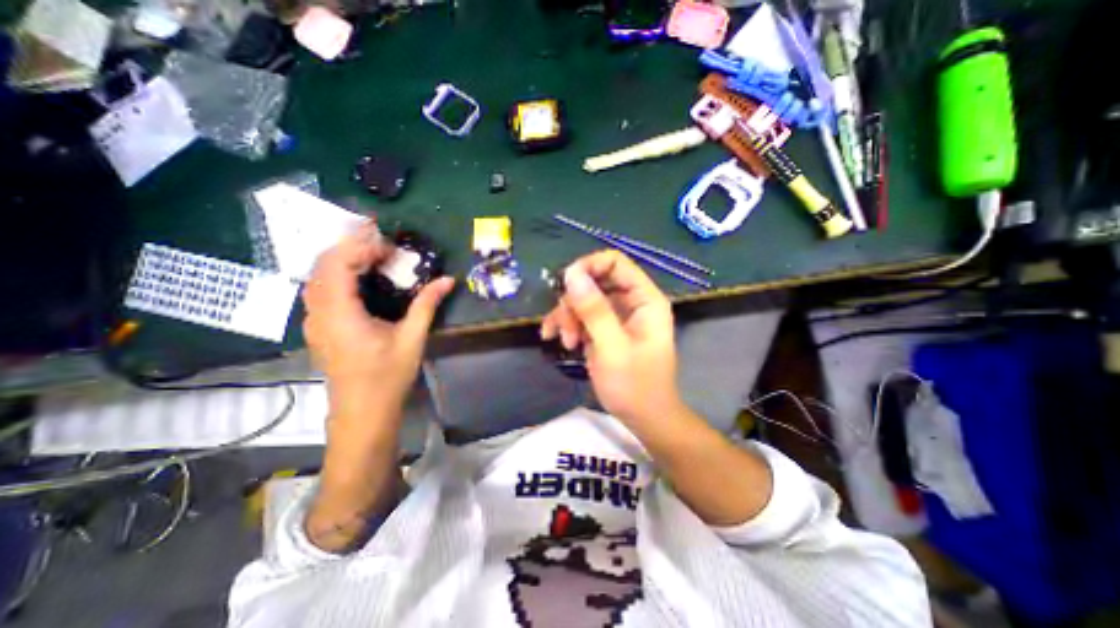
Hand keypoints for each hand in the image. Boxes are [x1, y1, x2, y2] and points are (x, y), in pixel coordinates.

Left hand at [302, 221, 453, 412]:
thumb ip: (427, 304)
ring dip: (343, 257)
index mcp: (340, 314)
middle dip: (351, 245)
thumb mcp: (412, 338)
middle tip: (383, 242)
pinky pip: (321, 288)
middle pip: (323, 263)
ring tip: (374, 253)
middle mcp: (319, 312)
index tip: (391, 245)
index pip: (338, 263)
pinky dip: (339, 272)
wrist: (362, 411)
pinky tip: (362, 276)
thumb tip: (447, 279)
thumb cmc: (387, 377)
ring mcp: (314, 320)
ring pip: (318, 274)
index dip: (361, 246)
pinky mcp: (319, 326)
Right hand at [544, 250, 683, 421]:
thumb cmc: (635, 386)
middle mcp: (631, 302)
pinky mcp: (604, 329)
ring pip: (583, 298)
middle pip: (594, 281)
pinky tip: (559, 341)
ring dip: (568, 316)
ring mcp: (616, 316)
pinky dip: (567, 325)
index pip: (615, 262)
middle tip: (565, 326)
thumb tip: (572, 274)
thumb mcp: (612, 348)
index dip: (588, 266)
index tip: (566, 285)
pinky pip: (581, 315)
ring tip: (565, 341)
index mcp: (645, 299)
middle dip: (574, 301)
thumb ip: (594, 310)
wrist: (644, 418)